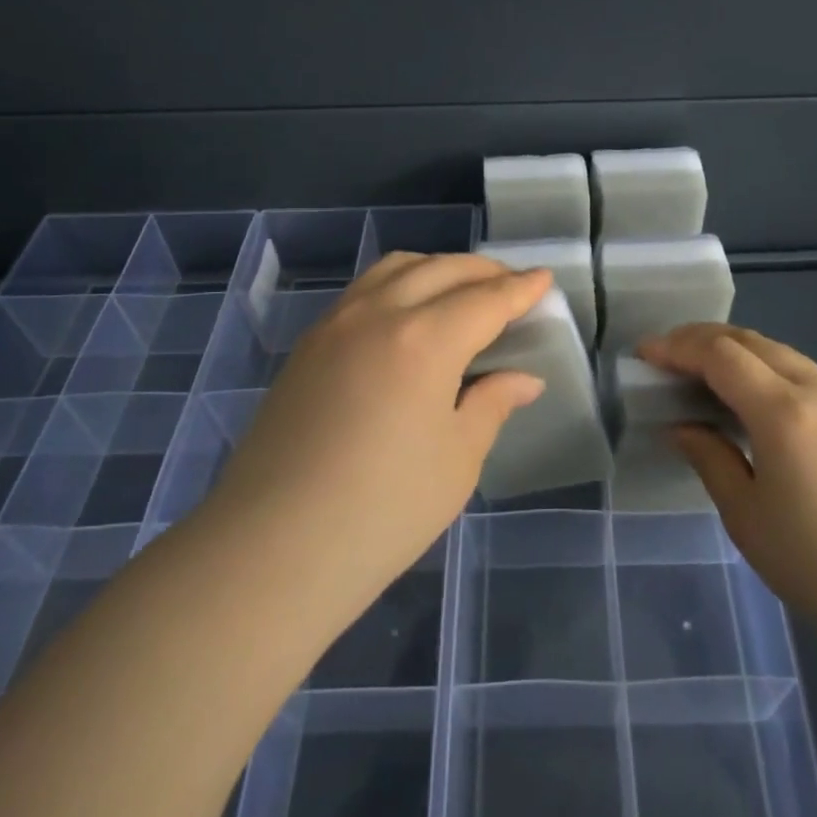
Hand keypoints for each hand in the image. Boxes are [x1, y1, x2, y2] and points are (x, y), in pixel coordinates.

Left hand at [208, 253, 552, 622]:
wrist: (272, 548)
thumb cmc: (383, 511)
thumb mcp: (457, 460)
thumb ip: (492, 404)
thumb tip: (524, 379)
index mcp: (425, 339)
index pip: (486, 299)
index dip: (521, 288)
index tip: (544, 279)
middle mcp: (379, 313)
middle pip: (442, 270)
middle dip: (484, 270)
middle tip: (511, 286)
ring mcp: (336, 323)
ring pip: (396, 268)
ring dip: (438, 268)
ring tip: (461, 290)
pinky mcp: (308, 344)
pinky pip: (364, 290)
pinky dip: (399, 283)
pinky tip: (408, 312)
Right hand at [638, 324, 816, 627]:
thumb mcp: (746, 514)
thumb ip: (709, 457)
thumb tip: (680, 427)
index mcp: (783, 410)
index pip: (720, 355)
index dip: (677, 347)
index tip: (643, 354)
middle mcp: (814, 389)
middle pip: (749, 340)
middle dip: (700, 338)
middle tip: (663, 354)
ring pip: (775, 351)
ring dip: (732, 349)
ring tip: (696, 368)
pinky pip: (796, 371)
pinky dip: (759, 366)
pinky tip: (744, 393)